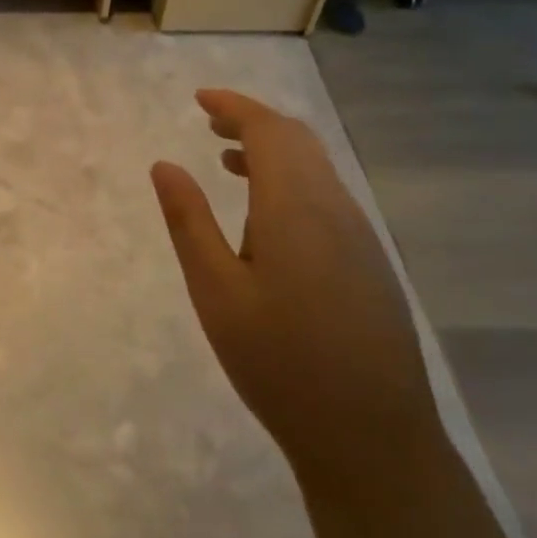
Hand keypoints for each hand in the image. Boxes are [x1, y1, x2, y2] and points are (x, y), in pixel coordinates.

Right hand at [151, 91, 439, 489]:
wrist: (371, 438)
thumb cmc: (278, 362)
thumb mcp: (215, 291)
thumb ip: (189, 221)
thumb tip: (164, 165)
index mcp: (296, 207)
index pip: (268, 130)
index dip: (234, 106)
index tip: (199, 99)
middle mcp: (336, 208)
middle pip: (297, 141)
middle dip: (252, 122)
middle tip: (209, 123)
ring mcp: (359, 236)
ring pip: (316, 168)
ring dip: (273, 152)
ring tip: (228, 163)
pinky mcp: (370, 263)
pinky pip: (328, 197)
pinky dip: (292, 182)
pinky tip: (266, 217)